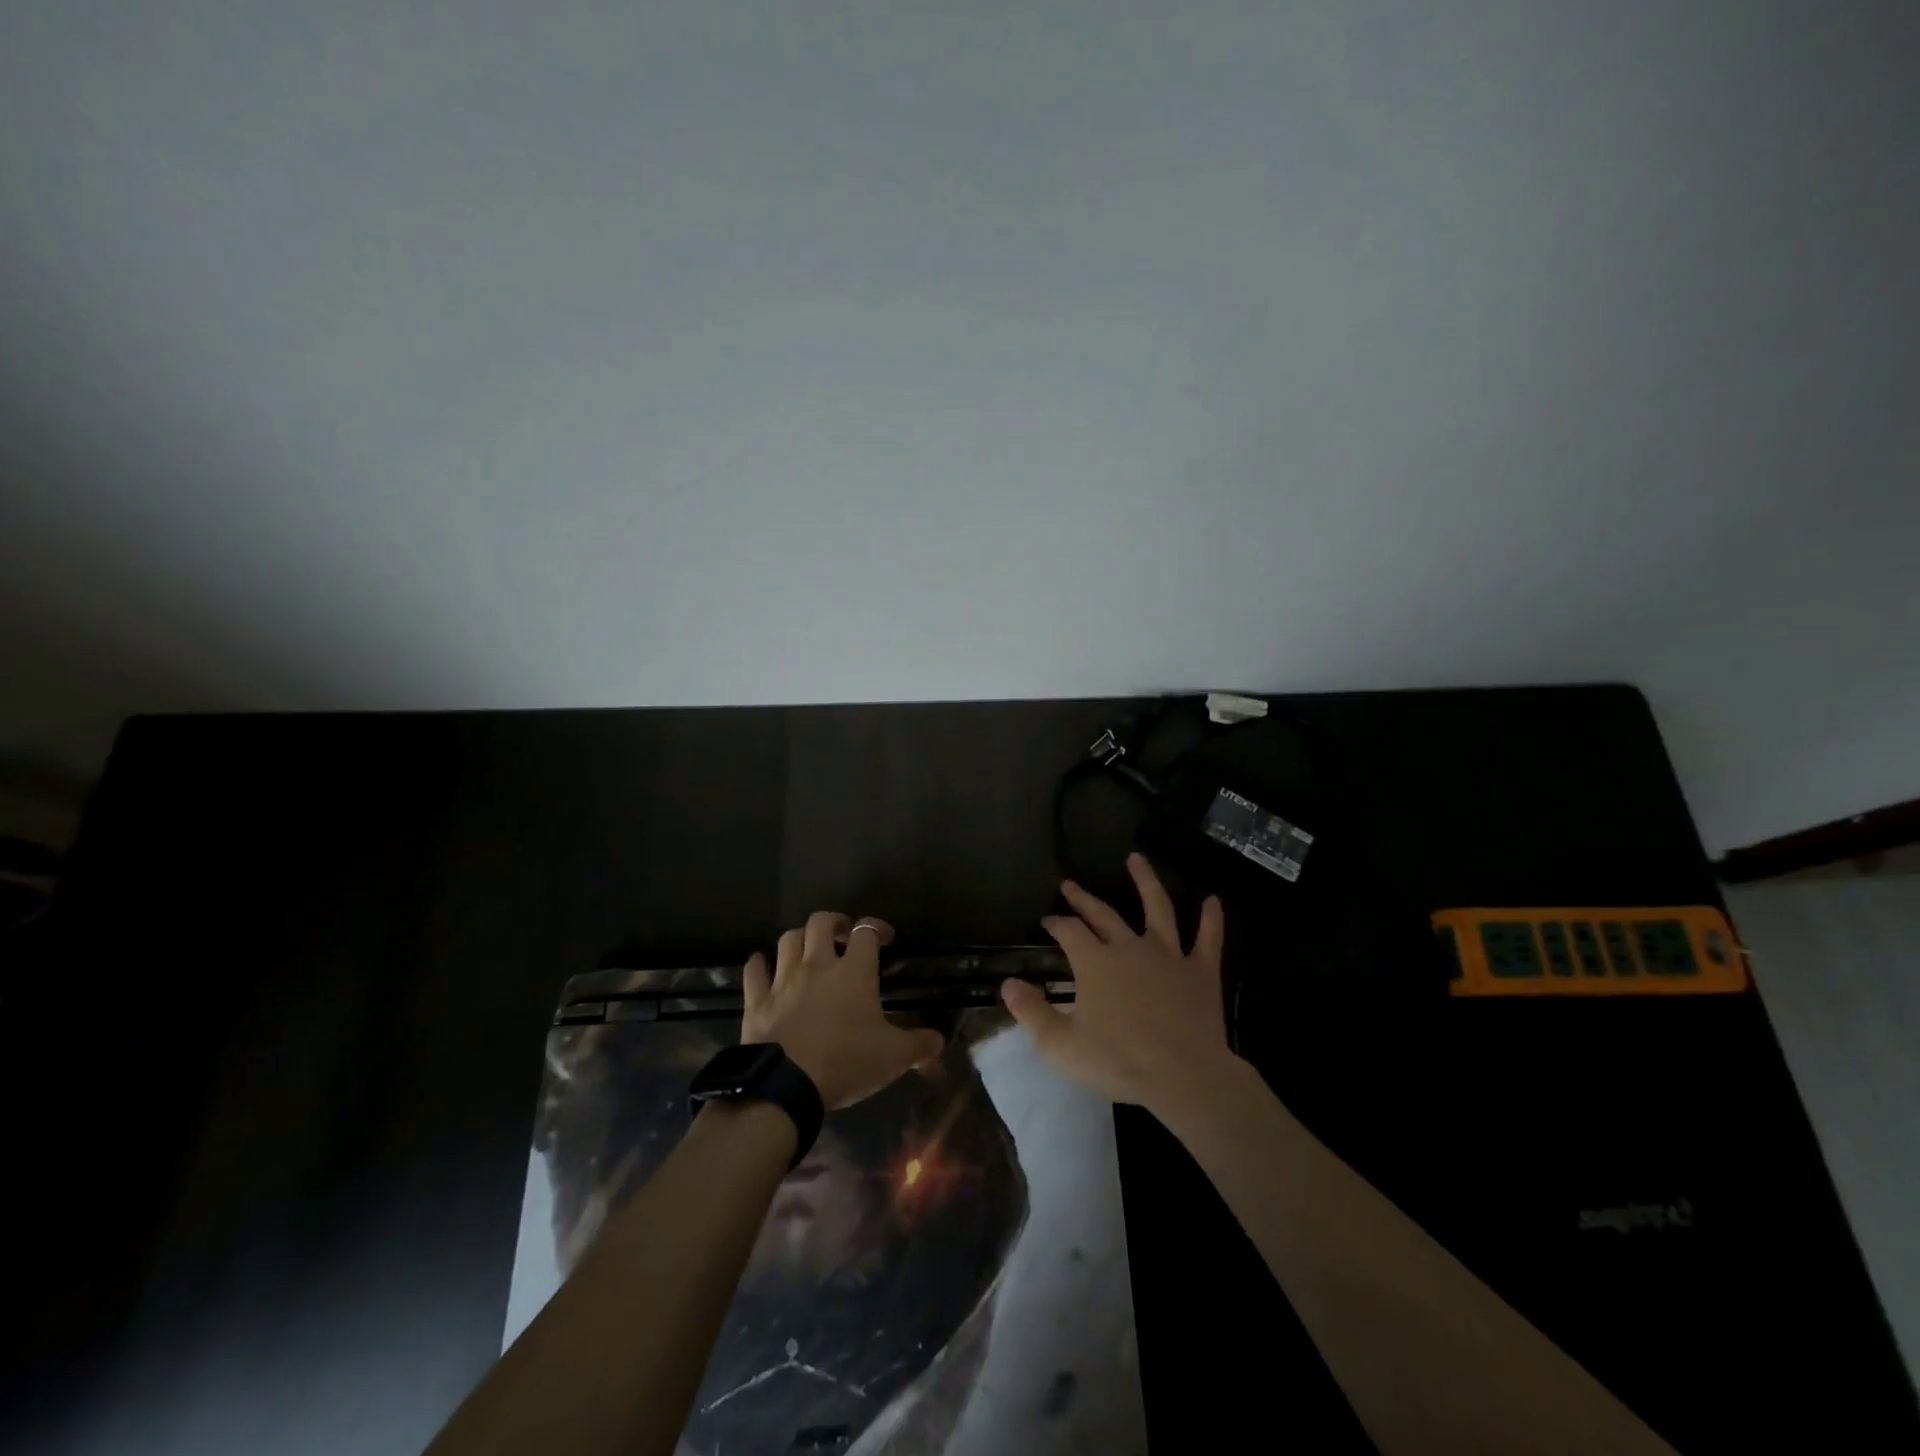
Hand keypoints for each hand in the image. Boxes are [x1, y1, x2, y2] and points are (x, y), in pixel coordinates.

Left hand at [742, 912, 945, 1109]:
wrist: (786, 1086)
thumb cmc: (845, 1063)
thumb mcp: (893, 1058)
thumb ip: (919, 1045)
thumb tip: (939, 1040)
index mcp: (853, 971)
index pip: (866, 932)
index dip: (877, 928)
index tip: (886, 939)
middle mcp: (817, 964)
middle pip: (821, 922)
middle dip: (834, 922)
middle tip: (843, 935)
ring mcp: (783, 979)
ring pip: (788, 939)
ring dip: (800, 938)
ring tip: (809, 949)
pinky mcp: (757, 1000)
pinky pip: (754, 971)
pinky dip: (759, 964)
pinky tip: (763, 965)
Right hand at [1001, 853, 1236, 1116]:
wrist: (1184, 1076)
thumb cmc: (1119, 1061)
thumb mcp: (1061, 1044)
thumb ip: (1031, 1011)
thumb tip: (1007, 983)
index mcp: (1095, 962)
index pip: (1069, 931)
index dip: (1056, 923)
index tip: (1048, 921)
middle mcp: (1129, 947)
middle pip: (1103, 914)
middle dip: (1084, 898)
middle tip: (1070, 885)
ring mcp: (1169, 955)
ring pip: (1157, 908)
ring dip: (1146, 881)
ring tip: (1136, 859)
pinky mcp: (1201, 971)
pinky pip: (1208, 938)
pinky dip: (1212, 919)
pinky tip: (1213, 900)